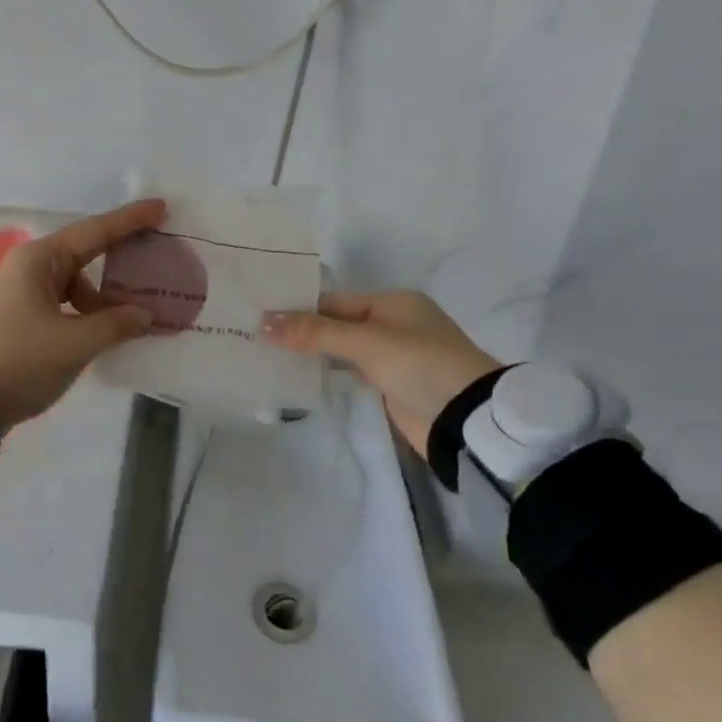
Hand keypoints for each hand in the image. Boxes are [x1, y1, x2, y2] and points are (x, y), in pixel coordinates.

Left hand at [0, 200, 166, 431]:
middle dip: (120, 259)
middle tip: (157, 258)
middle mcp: (30, 268)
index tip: (161, 208)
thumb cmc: (19, 361)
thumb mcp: (74, 344)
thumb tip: (144, 314)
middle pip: (85, 255)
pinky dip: (87, 315)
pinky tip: (107, 333)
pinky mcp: (21, 319)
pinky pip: (65, 305)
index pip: (94, 232)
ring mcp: (23, 294)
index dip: (130, 221)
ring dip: (104, 298)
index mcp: (40, 260)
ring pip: (75, 285)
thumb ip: (115, 325)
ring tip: (136, 319)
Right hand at [261, 290, 500, 452]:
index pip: (334, 300)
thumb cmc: (420, 366)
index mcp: (392, 303)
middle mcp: (392, 324)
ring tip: (266, 353)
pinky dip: (327, 373)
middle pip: (336, 323)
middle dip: (300, 330)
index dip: (298, 307)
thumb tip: (264, 322)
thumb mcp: (367, 343)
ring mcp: (392, 357)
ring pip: (341, 349)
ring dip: (311, 352)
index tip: (259, 314)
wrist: (467, 420)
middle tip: (254, 333)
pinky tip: (297, 376)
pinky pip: (350, 372)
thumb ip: (315, 332)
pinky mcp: (390, 386)